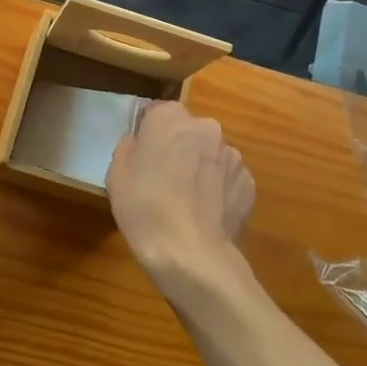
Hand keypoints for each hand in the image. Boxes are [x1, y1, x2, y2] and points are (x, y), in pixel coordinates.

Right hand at [106, 103, 254, 280]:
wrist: (189, 252)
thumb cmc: (144, 207)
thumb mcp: (117, 173)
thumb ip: (130, 146)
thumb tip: (141, 143)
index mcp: (170, 117)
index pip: (158, 113)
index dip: (150, 134)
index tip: (144, 157)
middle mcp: (206, 127)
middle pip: (189, 132)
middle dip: (180, 149)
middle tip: (166, 180)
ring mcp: (232, 155)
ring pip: (211, 155)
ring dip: (202, 169)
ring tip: (189, 202)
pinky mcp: (248, 182)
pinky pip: (228, 179)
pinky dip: (219, 190)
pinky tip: (206, 214)